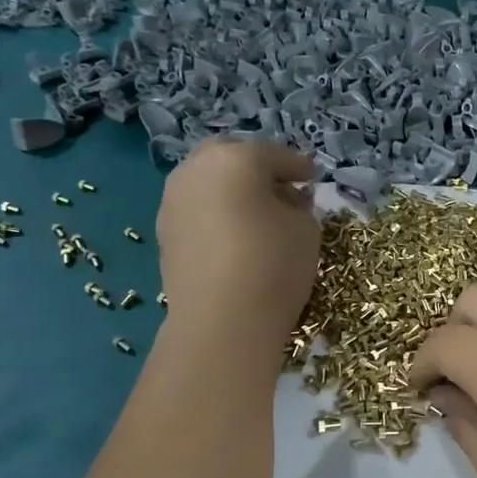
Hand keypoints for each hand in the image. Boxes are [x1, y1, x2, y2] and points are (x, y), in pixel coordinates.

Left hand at [156, 139, 319, 343]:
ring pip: (208, 182)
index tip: (312, 178)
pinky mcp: (164, 233)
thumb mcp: (306, 228)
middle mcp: (195, 170)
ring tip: (258, 214)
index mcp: (235, 159)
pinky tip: (235, 236)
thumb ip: (299, 204)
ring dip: (232, 190)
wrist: (221, 322)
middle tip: (281, 188)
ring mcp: (172, 201)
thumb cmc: (273, 264)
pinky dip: (216, 213)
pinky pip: (197, 210)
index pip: (275, 155)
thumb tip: (284, 200)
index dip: (298, 167)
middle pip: (230, 156)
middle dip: (256, 167)